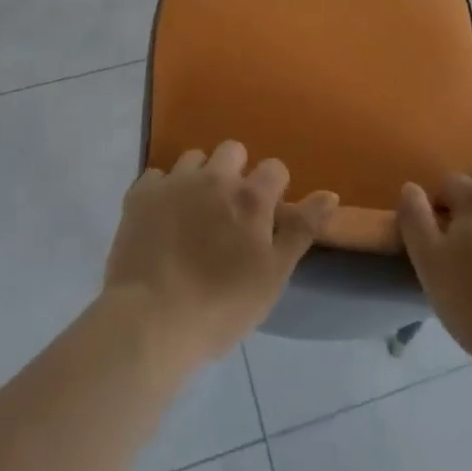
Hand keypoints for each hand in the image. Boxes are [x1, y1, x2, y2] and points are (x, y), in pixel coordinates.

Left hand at [104, 141, 337, 367]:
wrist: (151, 320)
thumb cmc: (221, 306)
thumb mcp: (273, 275)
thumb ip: (302, 229)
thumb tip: (330, 193)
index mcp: (250, 197)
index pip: (274, 168)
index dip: (274, 188)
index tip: (267, 215)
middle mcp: (214, 177)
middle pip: (232, 150)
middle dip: (235, 171)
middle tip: (229, 210)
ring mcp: (174, 182)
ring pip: (193, 159)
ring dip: (199, 176)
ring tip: (193, 211)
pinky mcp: (140, 194)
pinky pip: (156, 176)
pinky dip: (163, 191)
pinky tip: (162, 217)